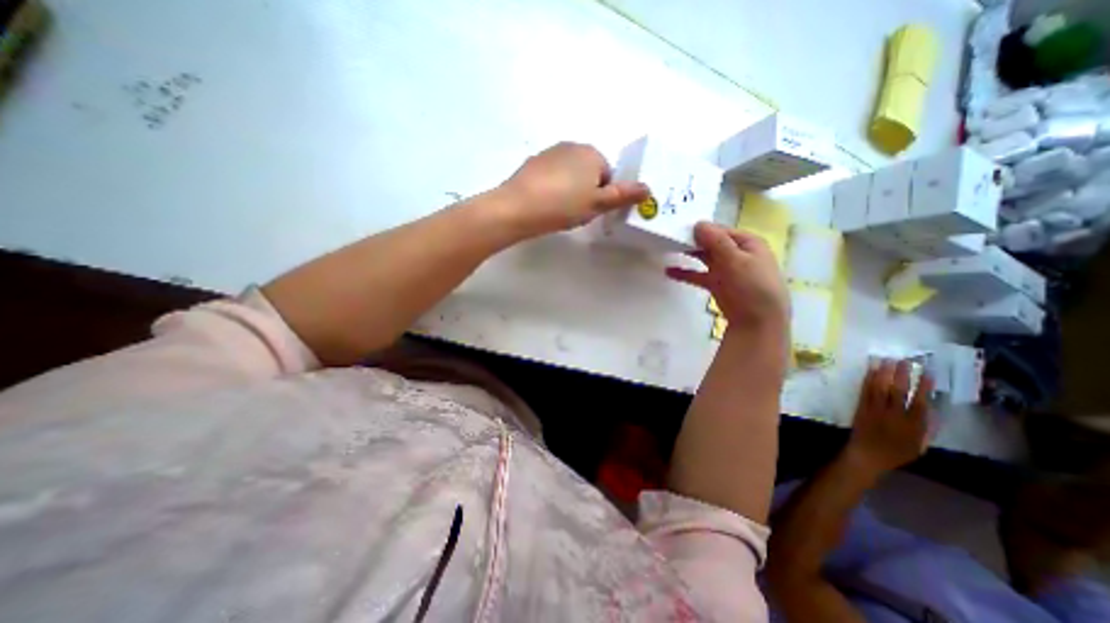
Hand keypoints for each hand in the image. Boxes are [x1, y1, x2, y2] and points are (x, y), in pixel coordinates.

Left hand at [496, 141, 646, 235]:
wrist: (518, 208)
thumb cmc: (563, 206)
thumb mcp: (597, 204)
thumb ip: (623, 195)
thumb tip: (648, 188)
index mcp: (591, 153)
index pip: (608, 175)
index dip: (602, 195)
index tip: (590, 210)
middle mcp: (571, 145)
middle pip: (589, 172)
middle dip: (586, 191)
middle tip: (575, 211)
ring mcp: (549, 153)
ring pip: (569, 174)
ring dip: (569, 189)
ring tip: (559, 209)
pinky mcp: (533, 163)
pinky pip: (551, 176)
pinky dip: (552, 187)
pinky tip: (544, 203)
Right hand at [668, 222, 788, 326]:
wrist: (758, 321)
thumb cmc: (752, 286)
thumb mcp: (735, 260)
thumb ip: (716, 241)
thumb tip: (698, 224)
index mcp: (748, 243)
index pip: (722, 230)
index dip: (704, 229)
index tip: (682, 228)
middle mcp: (737, 254)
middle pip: (712, 243)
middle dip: (695, 240)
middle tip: (672, 237)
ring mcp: (727, 270)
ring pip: (705, 257)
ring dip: (690, 254)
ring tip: (669, 249)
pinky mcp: (717, 285)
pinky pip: (699, 275)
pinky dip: (686, 273)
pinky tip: (669, 271)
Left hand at [847, 359, 928, 476]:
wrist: (867, 455)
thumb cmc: (896, 453)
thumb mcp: (919, 445)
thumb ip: (926, 428)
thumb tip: (932, 410)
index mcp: (912, 426)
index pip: (919, 402)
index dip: (923, 387)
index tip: (927, 373)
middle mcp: (893, 415)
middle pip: (897, 391)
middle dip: (902, 374)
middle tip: (905, 360)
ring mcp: (875, 410)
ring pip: (879, 388)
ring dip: (883, 372)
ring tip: (887, 359)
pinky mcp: (861, 408)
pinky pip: (865, 391)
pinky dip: (868, 379)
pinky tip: (871, 370)